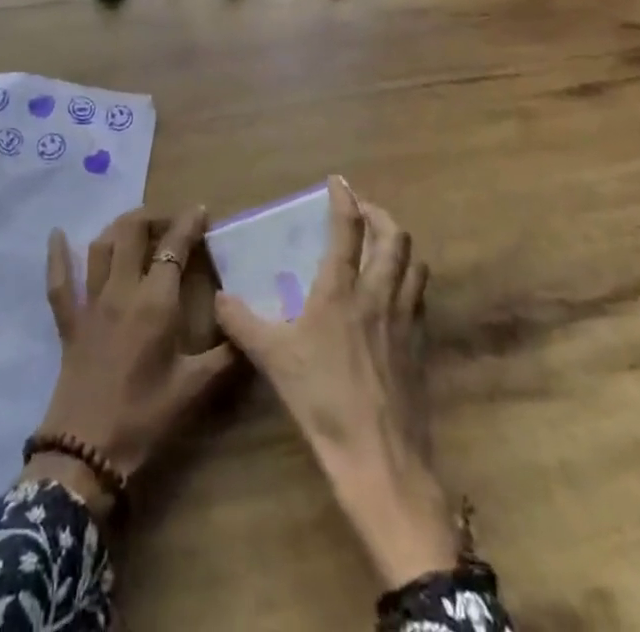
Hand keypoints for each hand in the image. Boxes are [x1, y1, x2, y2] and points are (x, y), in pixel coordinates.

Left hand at [24, 207, 236, 517]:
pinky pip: (59, 282)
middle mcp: (122, 290)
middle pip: (133, 232)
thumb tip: (249, 330)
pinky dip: (58, 256)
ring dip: (119, 228)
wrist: (86, 453)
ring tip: (135, 226)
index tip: (200, 210)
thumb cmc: (144, 418)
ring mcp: (90, 303)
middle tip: (171, 222)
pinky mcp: (69, 322)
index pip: (174, 247)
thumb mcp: (194, 389)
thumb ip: (225, 356)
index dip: (188, 224)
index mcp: (155, 303)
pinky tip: (57, 234)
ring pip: (101, 246)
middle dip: (153, 217)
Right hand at [214, 177, 456, 588]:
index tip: (338, 181)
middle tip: (364, 211)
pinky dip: (410, 280)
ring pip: (415, 264)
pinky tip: (396, 294)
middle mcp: (379, 294)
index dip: (344, 198)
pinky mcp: (421, 345)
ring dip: (400, 246)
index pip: (348, 229)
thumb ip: (243, 324)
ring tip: (384, 245)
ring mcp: (406, 319)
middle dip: (380, 215)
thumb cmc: (323, 400)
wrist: (380, 458)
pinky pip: (420, 297)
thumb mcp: (273, 359)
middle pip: (394, 237)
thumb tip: (218, 299)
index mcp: (342, 290)